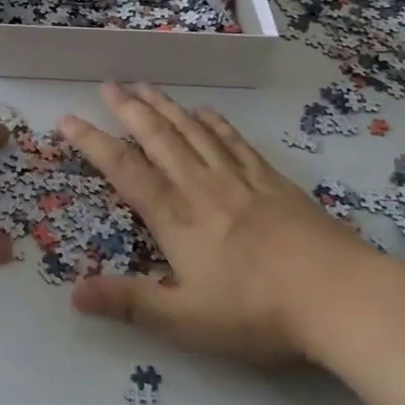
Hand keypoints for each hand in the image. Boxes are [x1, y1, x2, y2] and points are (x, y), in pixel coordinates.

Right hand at [61, 84, 380, 363]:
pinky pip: (234, 140)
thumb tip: (73, 294)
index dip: (92, 142)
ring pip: (193, 130)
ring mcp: (238, 178)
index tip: (67, 120)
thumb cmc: (256, 311)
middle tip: (108, 85)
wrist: (337, 295)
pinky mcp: (271, 180)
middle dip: (129, 109)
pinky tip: (206, 112)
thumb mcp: (185, 320)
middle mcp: (200, 185)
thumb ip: (129, 303)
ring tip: (145, 85)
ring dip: (165, 106)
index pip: (123, 170)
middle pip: (158, 136)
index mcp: (175, 216)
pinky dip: (214, 122)